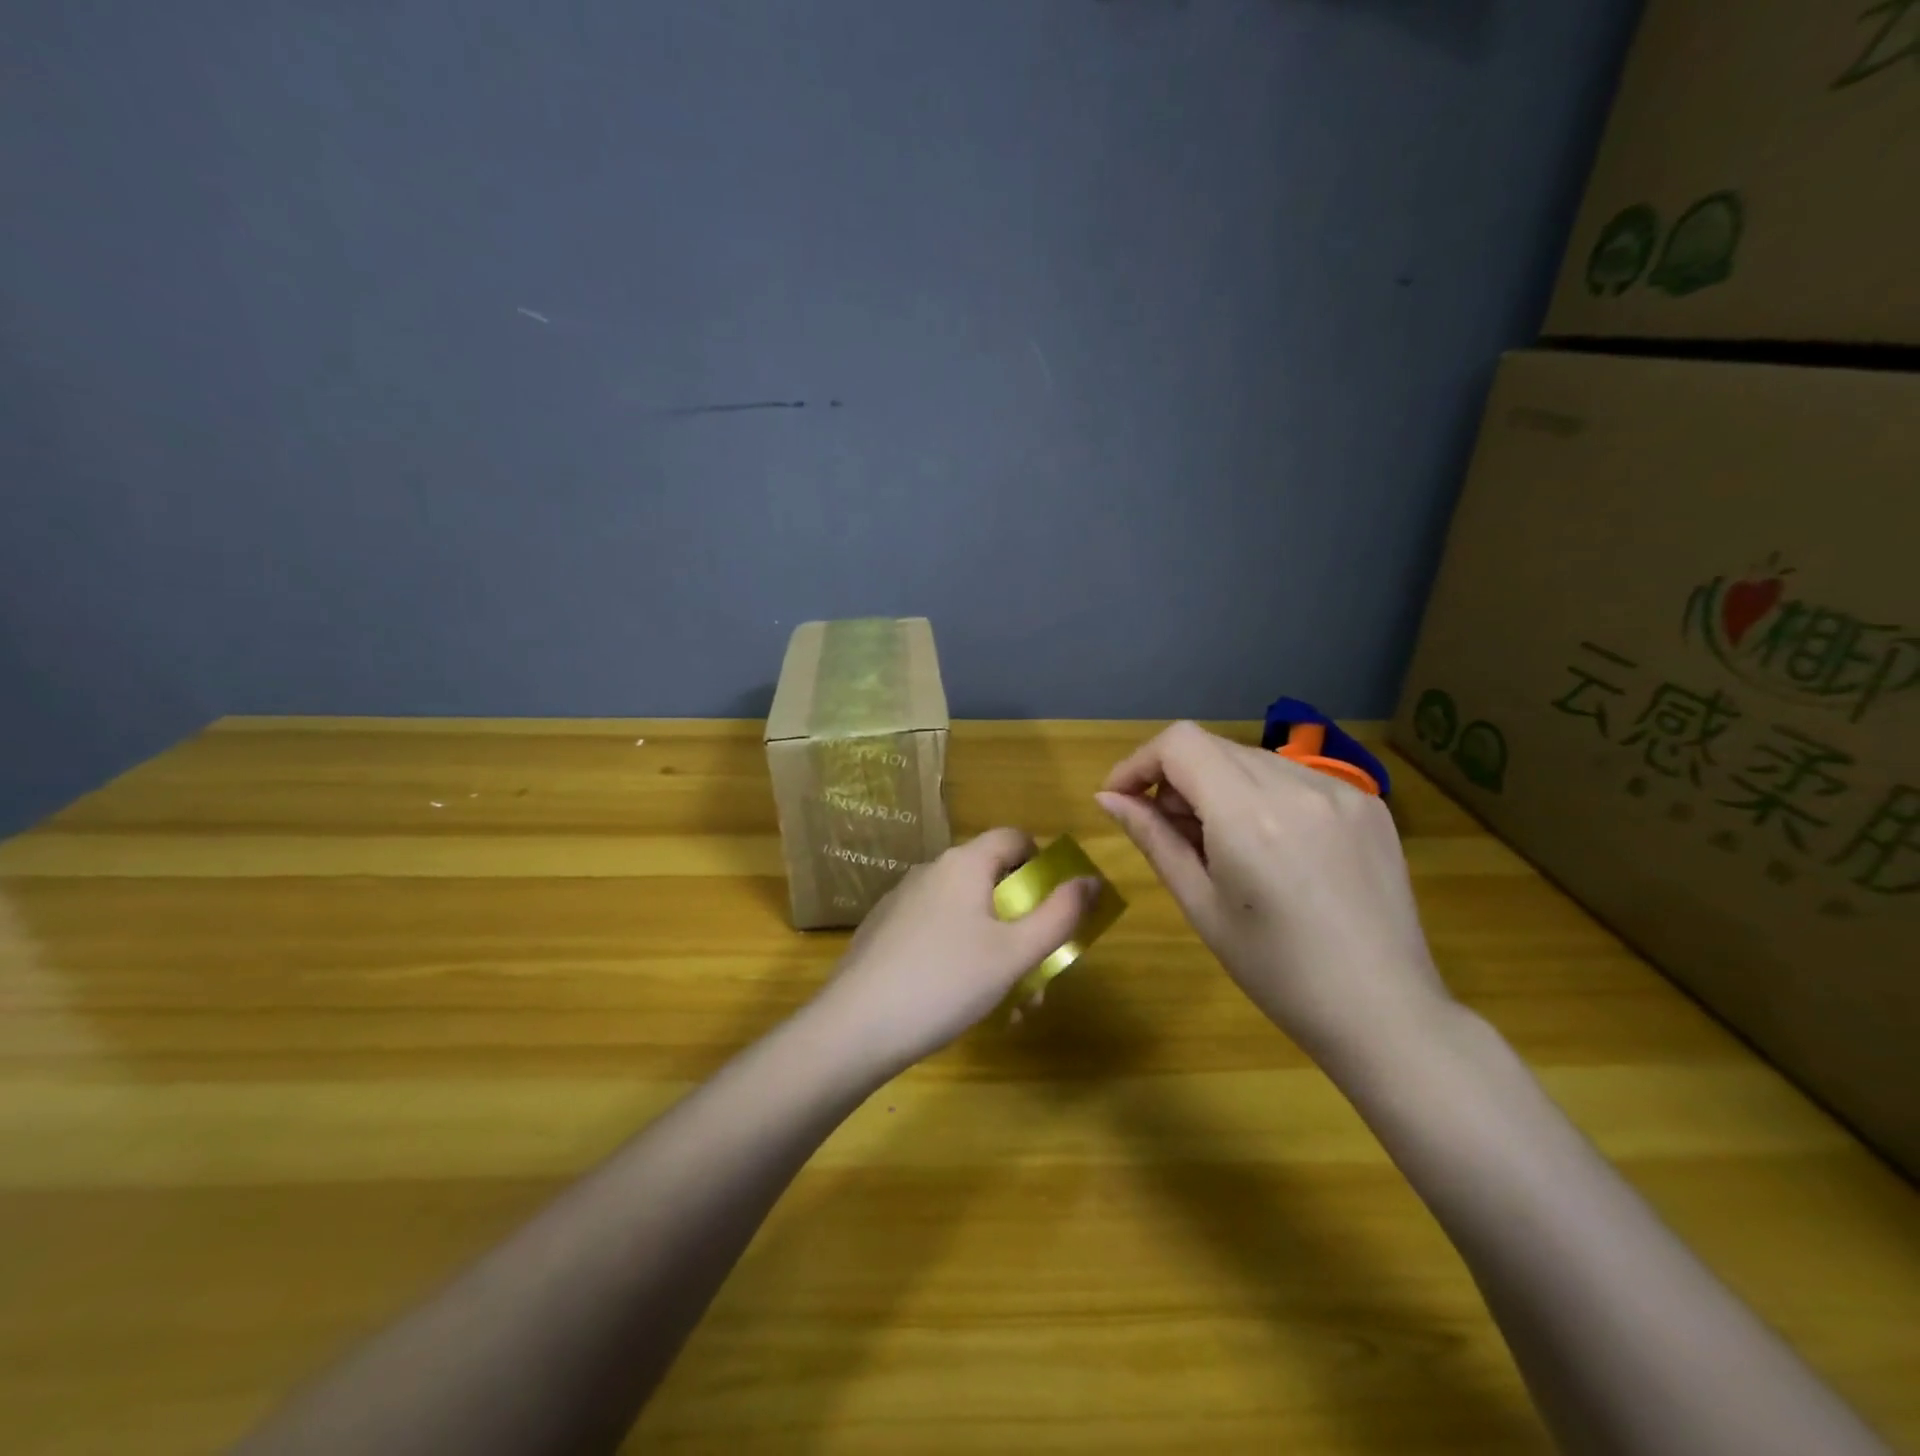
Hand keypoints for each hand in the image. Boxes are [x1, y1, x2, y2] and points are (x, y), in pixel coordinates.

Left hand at [810, 829, 1100, 1074]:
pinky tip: (962, 1003)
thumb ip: (1059, 915)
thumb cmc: (945, 982)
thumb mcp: (1014, 953)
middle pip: (992, 881)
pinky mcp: (883, 931)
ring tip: (1008, 1005)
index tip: (1057, 907)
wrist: (854, 1027)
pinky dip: (961, 956)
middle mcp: (930, 871)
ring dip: (996, 949)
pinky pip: (936, 931)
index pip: (1014, 837)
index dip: (1044, 864)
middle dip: (1023, 924)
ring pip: (966, 913)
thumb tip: (1091, 880)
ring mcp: (902, 901)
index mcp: (963, 864)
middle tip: (1039, 973)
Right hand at [1097, 721, 1452, 1066]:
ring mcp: (1342, 789)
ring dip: (1219, 785)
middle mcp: (1297, 784)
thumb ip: (1153, 839)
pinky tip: (1273, 846)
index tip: (1122, 800)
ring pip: (1253, 759)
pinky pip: (1295, 777)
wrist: (1384, 1011)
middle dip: (1176, 778)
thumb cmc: (1276, 971)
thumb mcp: (1201, 906)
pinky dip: (1264, 795)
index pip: (1179, 743)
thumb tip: (1108, 799)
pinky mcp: (1369, 804)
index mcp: (1249, 813)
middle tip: (1173, 833)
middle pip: (1213, 747)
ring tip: (1224, 844)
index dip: (1139, 763)